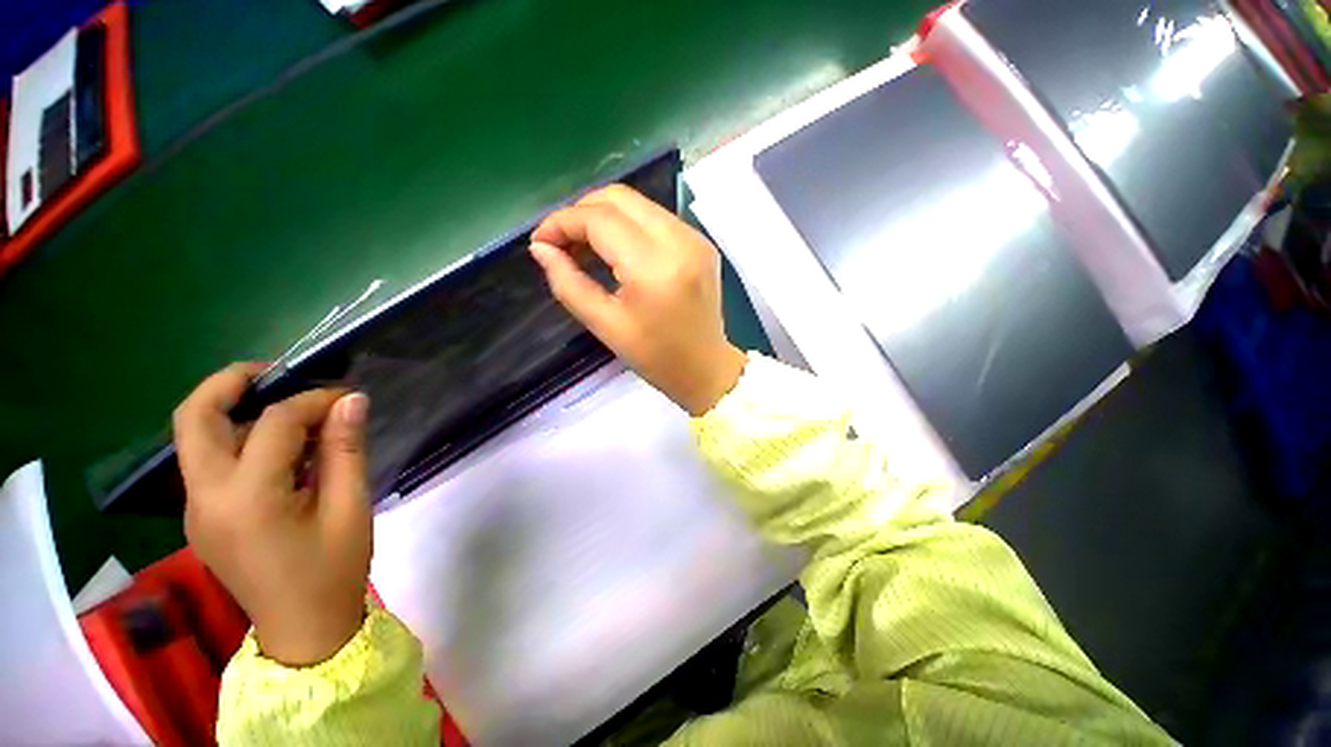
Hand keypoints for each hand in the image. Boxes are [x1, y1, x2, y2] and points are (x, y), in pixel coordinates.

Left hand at [173, 363, 372, 666]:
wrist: (302, 631)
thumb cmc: (334, 571)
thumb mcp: (351, 508)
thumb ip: (347, 449)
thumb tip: (352, 400)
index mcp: (247, 498)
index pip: (273, 423)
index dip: (313, 399)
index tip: (348, 396)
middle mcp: (205, 497)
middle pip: (193, 418)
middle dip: (230, 381)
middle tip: (278, 372)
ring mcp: (196, 508)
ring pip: (195, 437)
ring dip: (232, 408)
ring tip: (283, 405)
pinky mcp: (201, 517)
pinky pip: (209, 461)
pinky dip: (237, 437)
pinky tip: (277, 447)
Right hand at [530, 185, 745, 415]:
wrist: (706, 368)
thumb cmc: (656, 357)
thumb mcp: (605, 326)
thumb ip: (568, 283)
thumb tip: (540, 249)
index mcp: (655, 267)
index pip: (600, 220)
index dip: (562, 222)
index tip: (541, 241)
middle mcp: (680, 240)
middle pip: (619, 198)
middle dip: (581, 212)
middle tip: (561, 242)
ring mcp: (696, 238)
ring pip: (638, 203)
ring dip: (604, 216)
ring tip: (584, 247)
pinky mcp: (702, 242)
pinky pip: (655, 217)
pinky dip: (628, 225)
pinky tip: (615, 249)